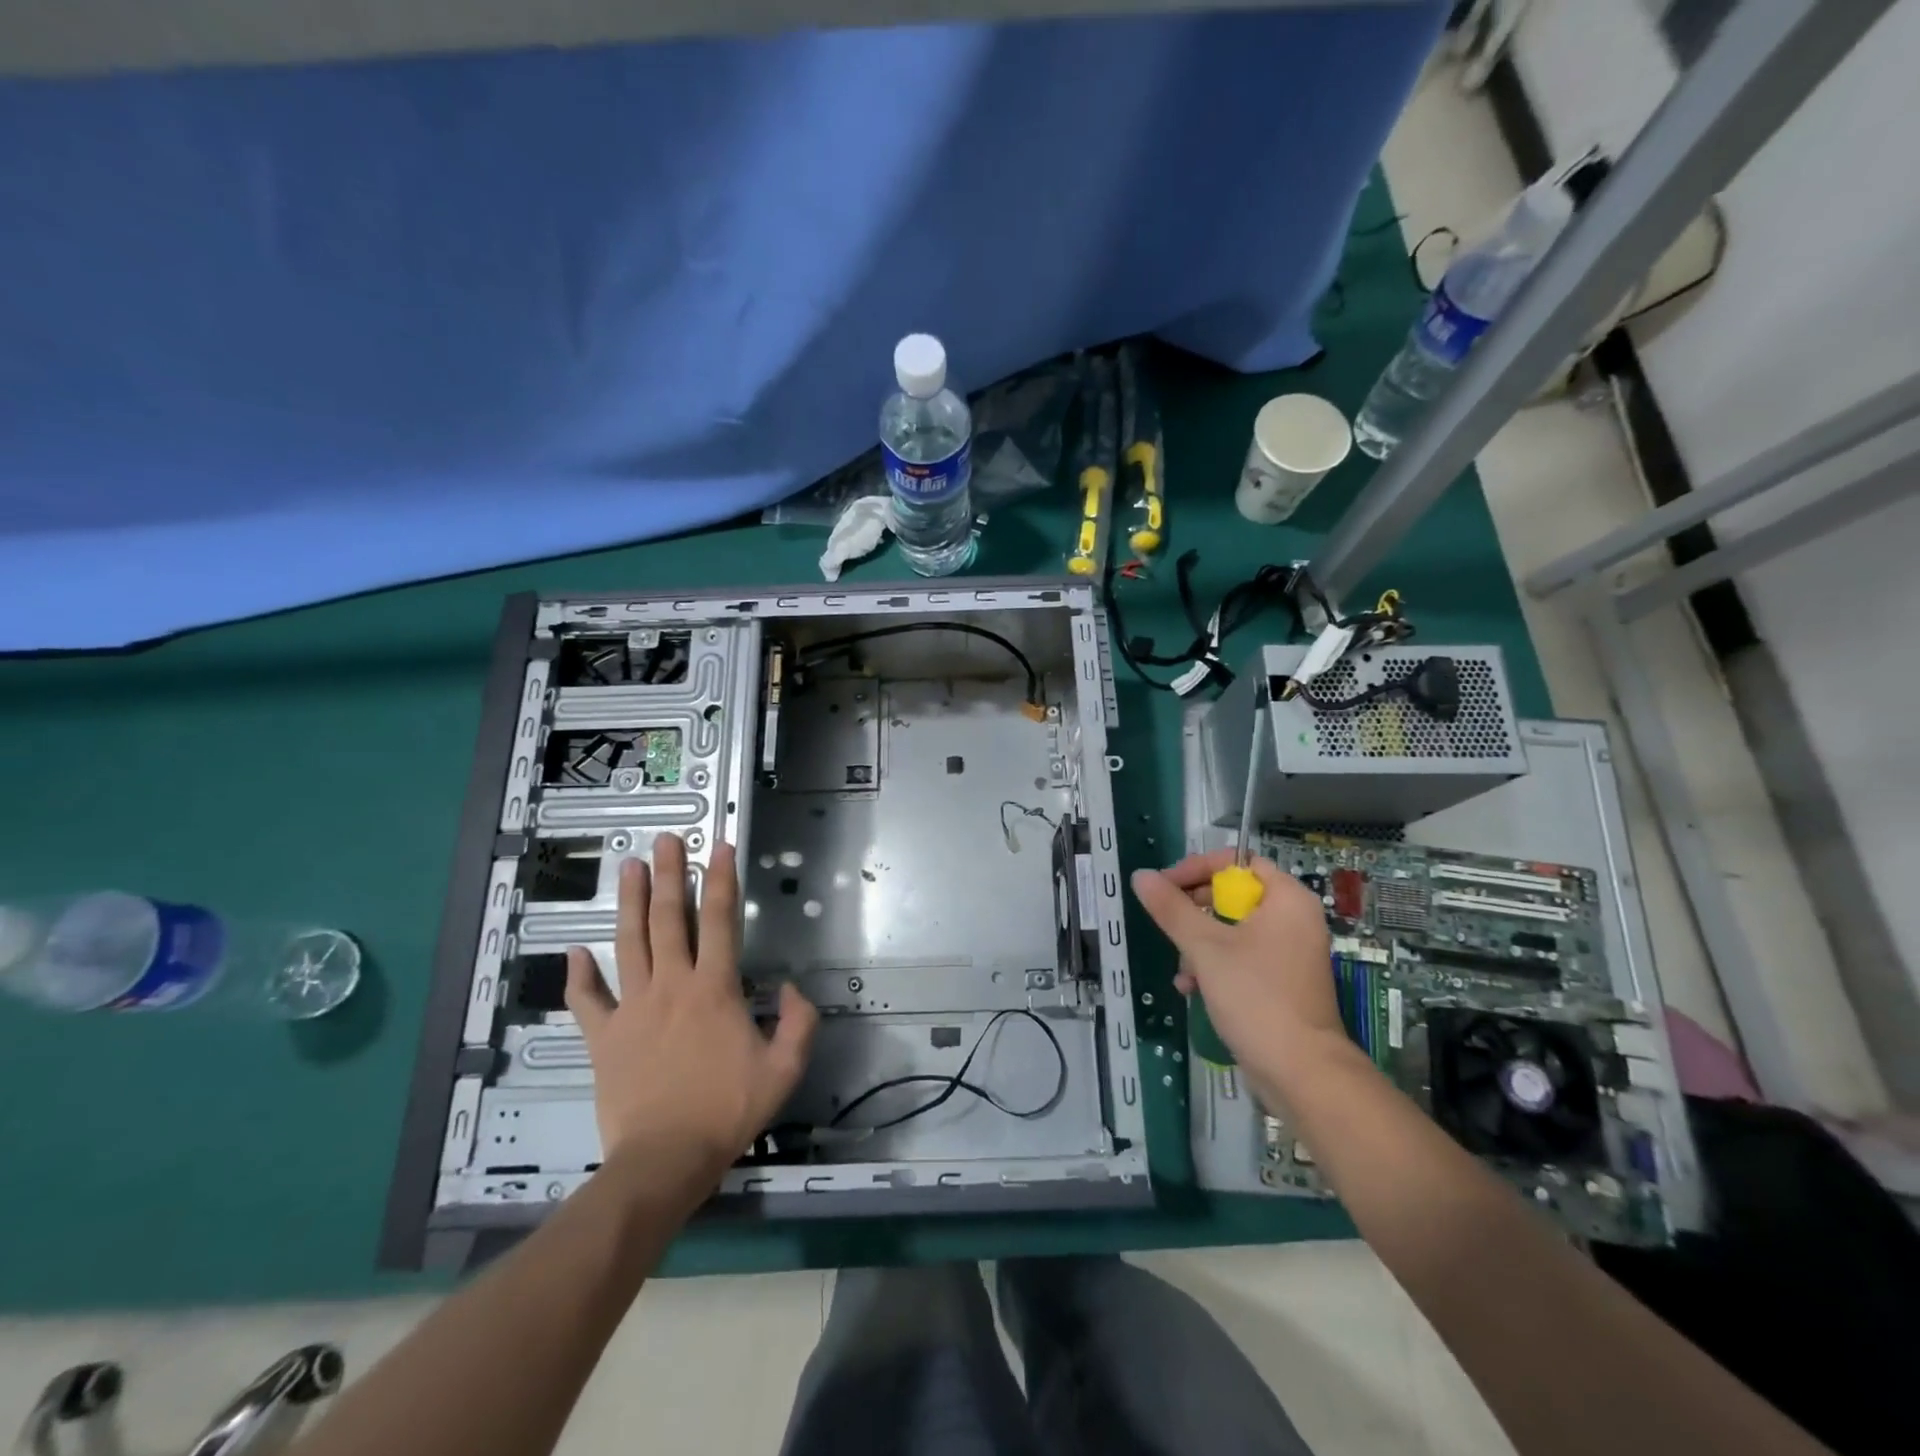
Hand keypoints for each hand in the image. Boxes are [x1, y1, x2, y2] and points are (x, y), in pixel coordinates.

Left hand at [566, 834, 817, 1183]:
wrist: (664, 1159)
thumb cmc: (727, 1111)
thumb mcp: (784, 1069)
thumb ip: (798, 1022)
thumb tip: (791, 988)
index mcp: (714, 989)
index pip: (719, 920)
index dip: (722, 879)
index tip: (719, 846)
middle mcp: (671, 986)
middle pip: (669, 919)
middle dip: (670, 875)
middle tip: (666, 840)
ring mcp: (632, 1009)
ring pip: (628, 944)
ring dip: (629, 904)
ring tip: (629, 868)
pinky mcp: (603, 1037)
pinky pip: (587, 1001)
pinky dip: (578, 976)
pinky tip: (573, 952)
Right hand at [1131, 849, 1348, 1098]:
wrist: (1301, 1073)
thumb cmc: (1256, 996)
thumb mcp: (1205, 947)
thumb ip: (1171, 908)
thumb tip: (1141, 876)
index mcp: (1287, 899)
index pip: (1237, 862)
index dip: (1197, 869)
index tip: (1165, 887)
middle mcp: (1294, 919)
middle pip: (1233, 896)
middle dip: (1194, 913)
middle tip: (1168, 924)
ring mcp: (1290, 952)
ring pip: (1233, 930)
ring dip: (1199, 945)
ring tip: (1182, 970)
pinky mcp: (1282, 982)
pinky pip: (1242, 957)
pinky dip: (1215, 966)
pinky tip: (1192, 988)